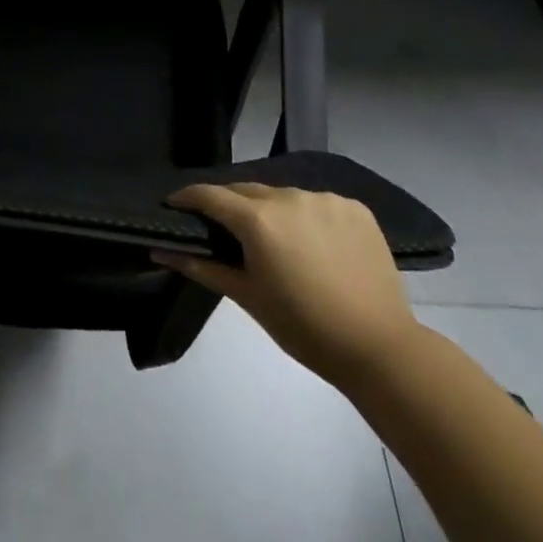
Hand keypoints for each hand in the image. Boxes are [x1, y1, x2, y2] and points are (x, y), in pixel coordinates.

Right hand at [155, 184, 419, 388]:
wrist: (382, 350)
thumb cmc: (305, 329)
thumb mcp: (249, 298)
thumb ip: (203, 267)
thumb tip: (160, 250)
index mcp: (258, 220)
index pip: (210, 195)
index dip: (188, 198)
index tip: (174, 206)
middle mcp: (288, 197)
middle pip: (246, 191)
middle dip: (230, 206)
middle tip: (224, 231)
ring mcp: (324, 198)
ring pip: (283, 196)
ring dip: (271, 211)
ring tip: (277, 242)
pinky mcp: (354, 207)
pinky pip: (317, 203)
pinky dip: (308, 217)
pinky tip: (315, 244)